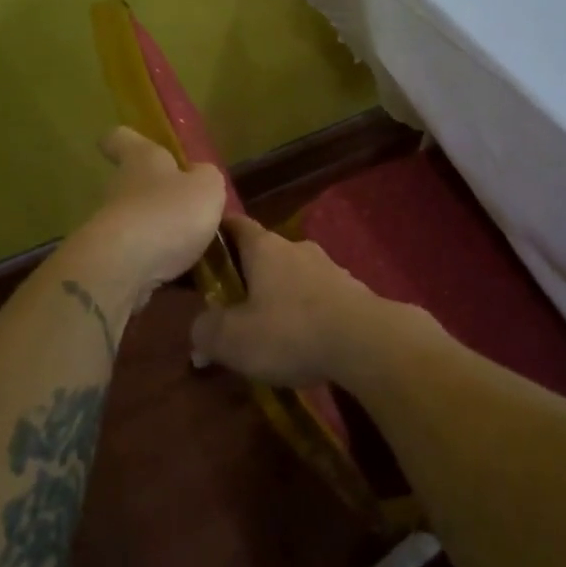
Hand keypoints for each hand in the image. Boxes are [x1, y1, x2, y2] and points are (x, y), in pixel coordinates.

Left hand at [87, 126, 227, 287]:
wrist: (125, 268)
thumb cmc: (169, 212)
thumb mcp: (207, 187)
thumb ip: (206, 178)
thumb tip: (198, 176)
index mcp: (142, 160)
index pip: (121, 140)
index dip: (127, 141)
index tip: (133, 145)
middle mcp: (120, 189)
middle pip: (134, 185)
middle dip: (160, 197)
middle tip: (192, 211)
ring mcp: (112, 228)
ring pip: (141, 225)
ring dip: (164, 236)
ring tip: (197, 252)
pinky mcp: (112, 263)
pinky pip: (142, 260)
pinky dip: (161, 268)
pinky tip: (186, 279)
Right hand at [191, 215, 416, 386]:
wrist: (366, 341)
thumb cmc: (290, 331)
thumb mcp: (232, 339)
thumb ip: (206, 330)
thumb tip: (199, 329)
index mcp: (264, 248)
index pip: (236, 225)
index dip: (218, 233)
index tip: (204, 247)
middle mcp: (297, 248)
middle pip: (266, 253)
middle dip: (249, 275)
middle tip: (233, 304)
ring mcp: (329, 267)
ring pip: (295, 276)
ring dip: (281, 295)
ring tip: (270, 329)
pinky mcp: (352, 292)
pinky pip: (320, 297)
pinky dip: (307, 313)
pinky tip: (304, 342)